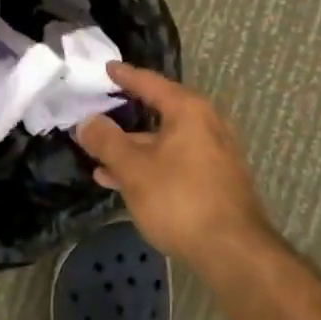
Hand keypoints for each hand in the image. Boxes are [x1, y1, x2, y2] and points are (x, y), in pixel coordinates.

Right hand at [74, 64, 271, 265]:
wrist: (233, 251)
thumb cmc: (180, 200)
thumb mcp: (134, 169)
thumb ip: (107, 141)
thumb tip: (87, 121)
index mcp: (188, 110)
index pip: (150, 82)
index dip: (124, 76)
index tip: (106, 68)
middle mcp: (205, 124)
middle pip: (159, 111)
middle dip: (124, 120)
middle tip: (96, 117)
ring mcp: (213, 153)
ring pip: (165, 142)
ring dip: (133, 150)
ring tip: (99, 162)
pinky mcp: (215, 180)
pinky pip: (175, 162)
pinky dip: (150, 167)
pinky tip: (125, 184)